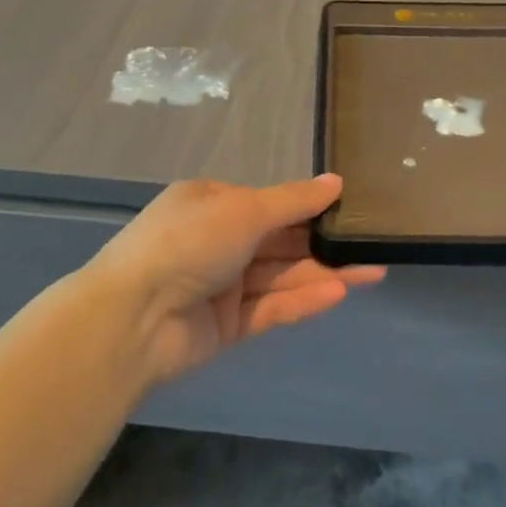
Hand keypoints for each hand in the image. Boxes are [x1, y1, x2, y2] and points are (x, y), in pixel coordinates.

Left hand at [84, 174, 384, 386]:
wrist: (132, 318)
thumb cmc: (188, 243)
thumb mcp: (243, 210)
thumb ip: (294, 201)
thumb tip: (336, 182)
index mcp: (213, 204)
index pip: (271, 203)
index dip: (311, 206)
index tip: (350, 209)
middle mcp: (218, 241)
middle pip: (281, 241)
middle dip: (325, 244)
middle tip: (373, 246)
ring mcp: (223, 285)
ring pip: (282, 276)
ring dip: (324, 273)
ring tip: (372, 271)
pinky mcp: (228, 325)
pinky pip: (271, 308)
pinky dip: (302, 301)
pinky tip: (338, 293)